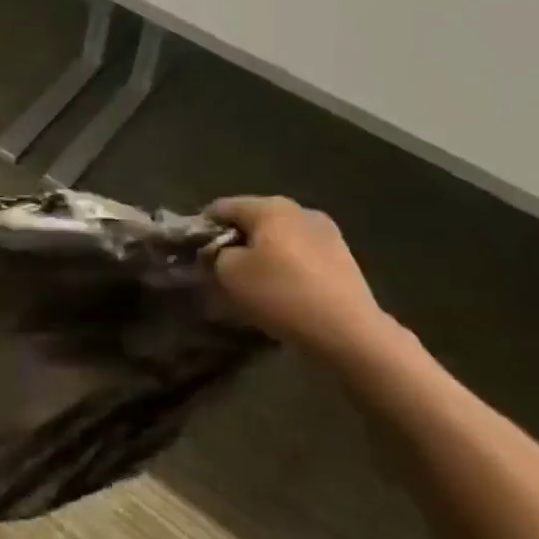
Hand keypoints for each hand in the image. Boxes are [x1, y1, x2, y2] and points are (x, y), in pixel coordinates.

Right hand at [207, 197, 398, 364]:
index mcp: (270, 206)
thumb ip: (215, 255)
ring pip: (278, 239)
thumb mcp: (229, 274)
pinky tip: (280, 293)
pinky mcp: (342, 259)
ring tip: (250, 285)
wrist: (346, 331)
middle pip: (253, 221)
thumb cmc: (280, 294)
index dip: (202, 227)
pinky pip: (300, 257)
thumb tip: (219, 252)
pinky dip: (284, 269)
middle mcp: (300, 210)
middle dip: (233, 242)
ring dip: (260, 257)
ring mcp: (327, 233)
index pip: (223, 207)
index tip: (192, 252)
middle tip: (218, 272)